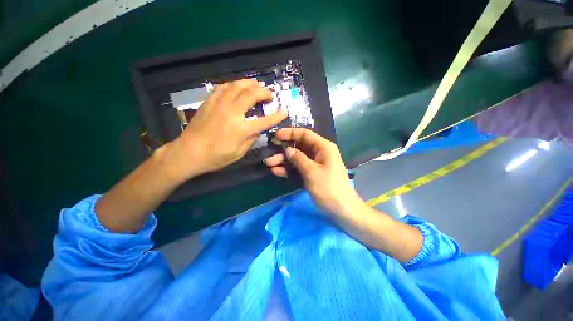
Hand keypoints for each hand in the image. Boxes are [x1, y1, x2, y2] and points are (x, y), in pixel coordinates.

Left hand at [169, 79, 287, 179]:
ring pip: (238, 85)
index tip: (285, 111)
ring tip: (258, 87)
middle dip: (265, 92)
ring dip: (251, 84)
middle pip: (252, 94)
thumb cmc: (216, 156)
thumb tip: (259, 128)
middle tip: (270, 96)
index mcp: (241, 129)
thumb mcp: (239, 153)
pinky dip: (235, 84)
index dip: (277, 116)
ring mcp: (220, 104)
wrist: (189, 152)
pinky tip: (239, 87)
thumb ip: (252, 138)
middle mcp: (232, 112)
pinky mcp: (210, 101)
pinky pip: (225, 86)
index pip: (265, 120)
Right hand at [264, 128, 363, 216]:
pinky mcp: (312, 173)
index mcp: (323, 147)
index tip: (276, 136)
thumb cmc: (329, 188)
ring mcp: (315, 164)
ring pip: (297, 158)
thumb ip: (298, 159)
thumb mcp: (312, 172)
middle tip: (269, 154)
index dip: (290, 133)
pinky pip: (298, 168)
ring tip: (269, 164)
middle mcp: (319, 153)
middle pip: (299, 147)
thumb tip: (288, 150)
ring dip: (283, 161)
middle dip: (283, 150)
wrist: (341, 209)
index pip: (305, 134)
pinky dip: (288, 169)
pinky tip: (276, 171)